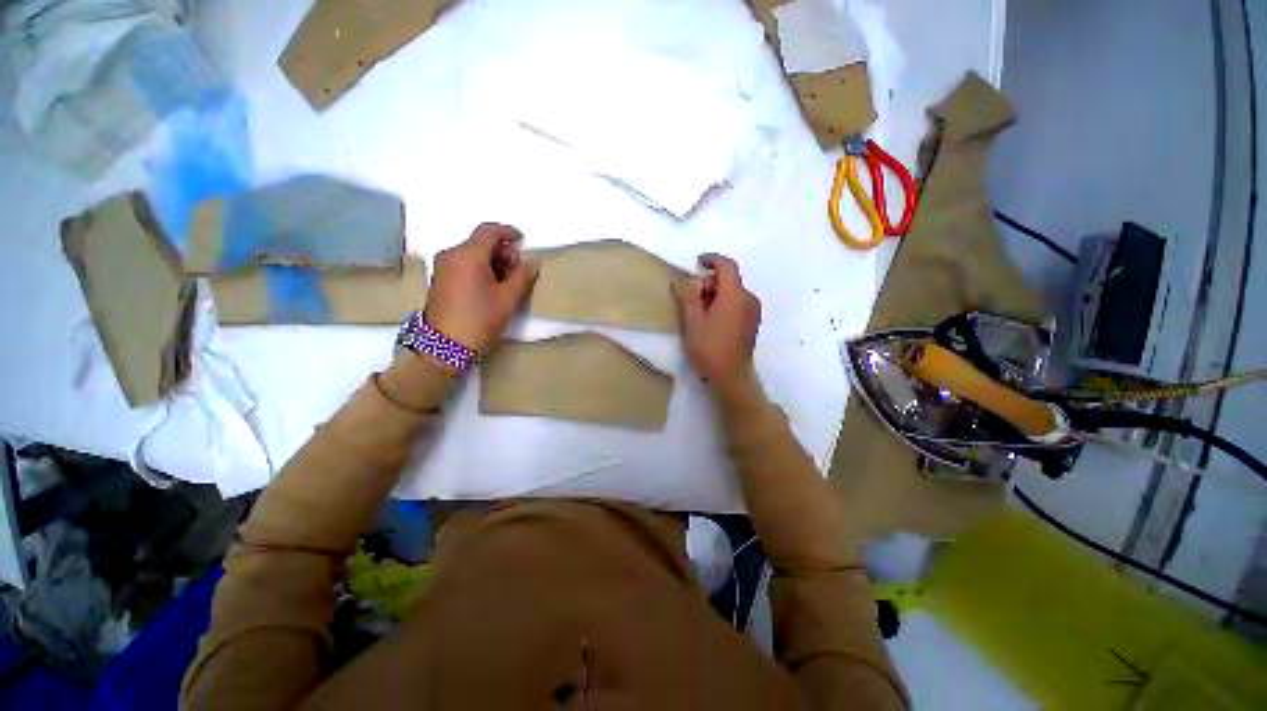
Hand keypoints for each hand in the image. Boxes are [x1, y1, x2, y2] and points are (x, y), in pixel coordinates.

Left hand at [425, 223, 538, 352]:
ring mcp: (443, 267)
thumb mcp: (508, 299)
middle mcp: (451, 255)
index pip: (489, 231)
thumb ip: (523, 276)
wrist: (444, 346)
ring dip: (492, 262)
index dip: (508, 232)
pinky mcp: (440, 280)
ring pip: (472, 254)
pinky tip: (491, 288)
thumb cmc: (480, 319)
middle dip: (502, 253)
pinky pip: (463, 264)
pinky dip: (480, 269)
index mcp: (468, 255)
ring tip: (507, 284)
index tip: (522, 240)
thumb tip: (531, 263)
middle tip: (518, 272)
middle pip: (481, 243)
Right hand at [672, 253, 761, 390]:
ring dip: (715, 295)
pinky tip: (711, 321)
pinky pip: (737, 304)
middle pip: (728, 280)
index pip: (727, 265)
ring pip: (732, 293)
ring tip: (698, 313)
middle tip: (691, 299)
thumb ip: (687, 296)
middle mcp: (749, 299)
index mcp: (735, 295)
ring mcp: (753, 312)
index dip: (712, 259)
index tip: (697, 262)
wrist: (731, 376)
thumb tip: (681, 279)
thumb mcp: (693, 321)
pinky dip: (723, 304)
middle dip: (708, 283)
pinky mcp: (752, 323)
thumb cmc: (710, 347)